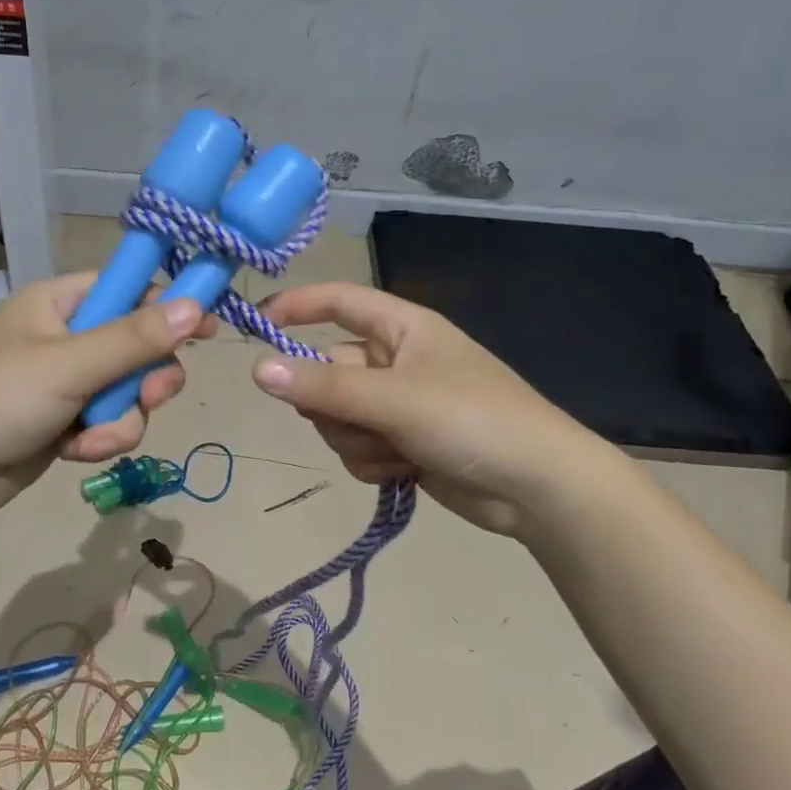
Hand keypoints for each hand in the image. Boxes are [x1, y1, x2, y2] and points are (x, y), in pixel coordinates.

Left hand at [0, 273, 217, 517]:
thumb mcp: (71, 364)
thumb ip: (135, 338)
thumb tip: (196, 306)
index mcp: (60, 303)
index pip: (129, 289)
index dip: (169, 305)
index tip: (207, 328)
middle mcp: (66, 337)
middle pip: (138, 346)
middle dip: (146, 379)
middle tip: (152, 396)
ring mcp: (66, 382)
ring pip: (128, 392)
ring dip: (121, 419)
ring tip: (93, 436)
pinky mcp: (65, 421)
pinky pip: (108, 422)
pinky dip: (100, 439)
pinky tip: (75, 452)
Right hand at [250, 282, 591, 536]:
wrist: (537, 488)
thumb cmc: (472, 420)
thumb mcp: (393, 399)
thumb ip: (322, 386)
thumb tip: (255, 369)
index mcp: (400, 328)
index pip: (337, 302)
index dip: (295, 307)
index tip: (253, 326)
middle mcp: (394, 360)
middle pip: (327, 372)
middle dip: (334, 405)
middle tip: (361, 419)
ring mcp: (397, 405)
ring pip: (337, 417)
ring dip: (356, 440)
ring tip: (396, 451)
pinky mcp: (401, 444)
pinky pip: (356, 448)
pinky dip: (372, 462)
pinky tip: (403, 471)